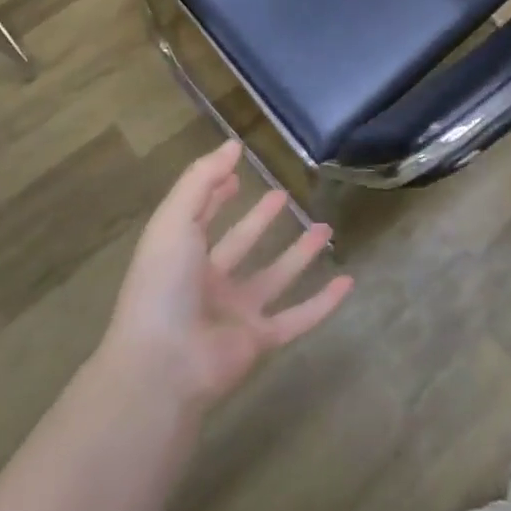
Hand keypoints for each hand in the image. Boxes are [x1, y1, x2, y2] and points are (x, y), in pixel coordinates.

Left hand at [103, 142, 352, 412]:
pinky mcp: (259, 341)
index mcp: (181, 256)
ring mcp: (234, 314)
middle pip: (240, 245)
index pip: (201, 217)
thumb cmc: (162, 287)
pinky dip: (323, 303)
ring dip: (299, 255)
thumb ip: (201, 180)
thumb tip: (233, 144)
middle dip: (260, 220)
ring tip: (326, 228)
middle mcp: (207, 283)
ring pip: (274, 278)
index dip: (216, 195)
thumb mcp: (174, 221)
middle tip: (284, 195)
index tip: (237, 174)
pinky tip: (347, 282)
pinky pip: (298, 318)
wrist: (163, 366)